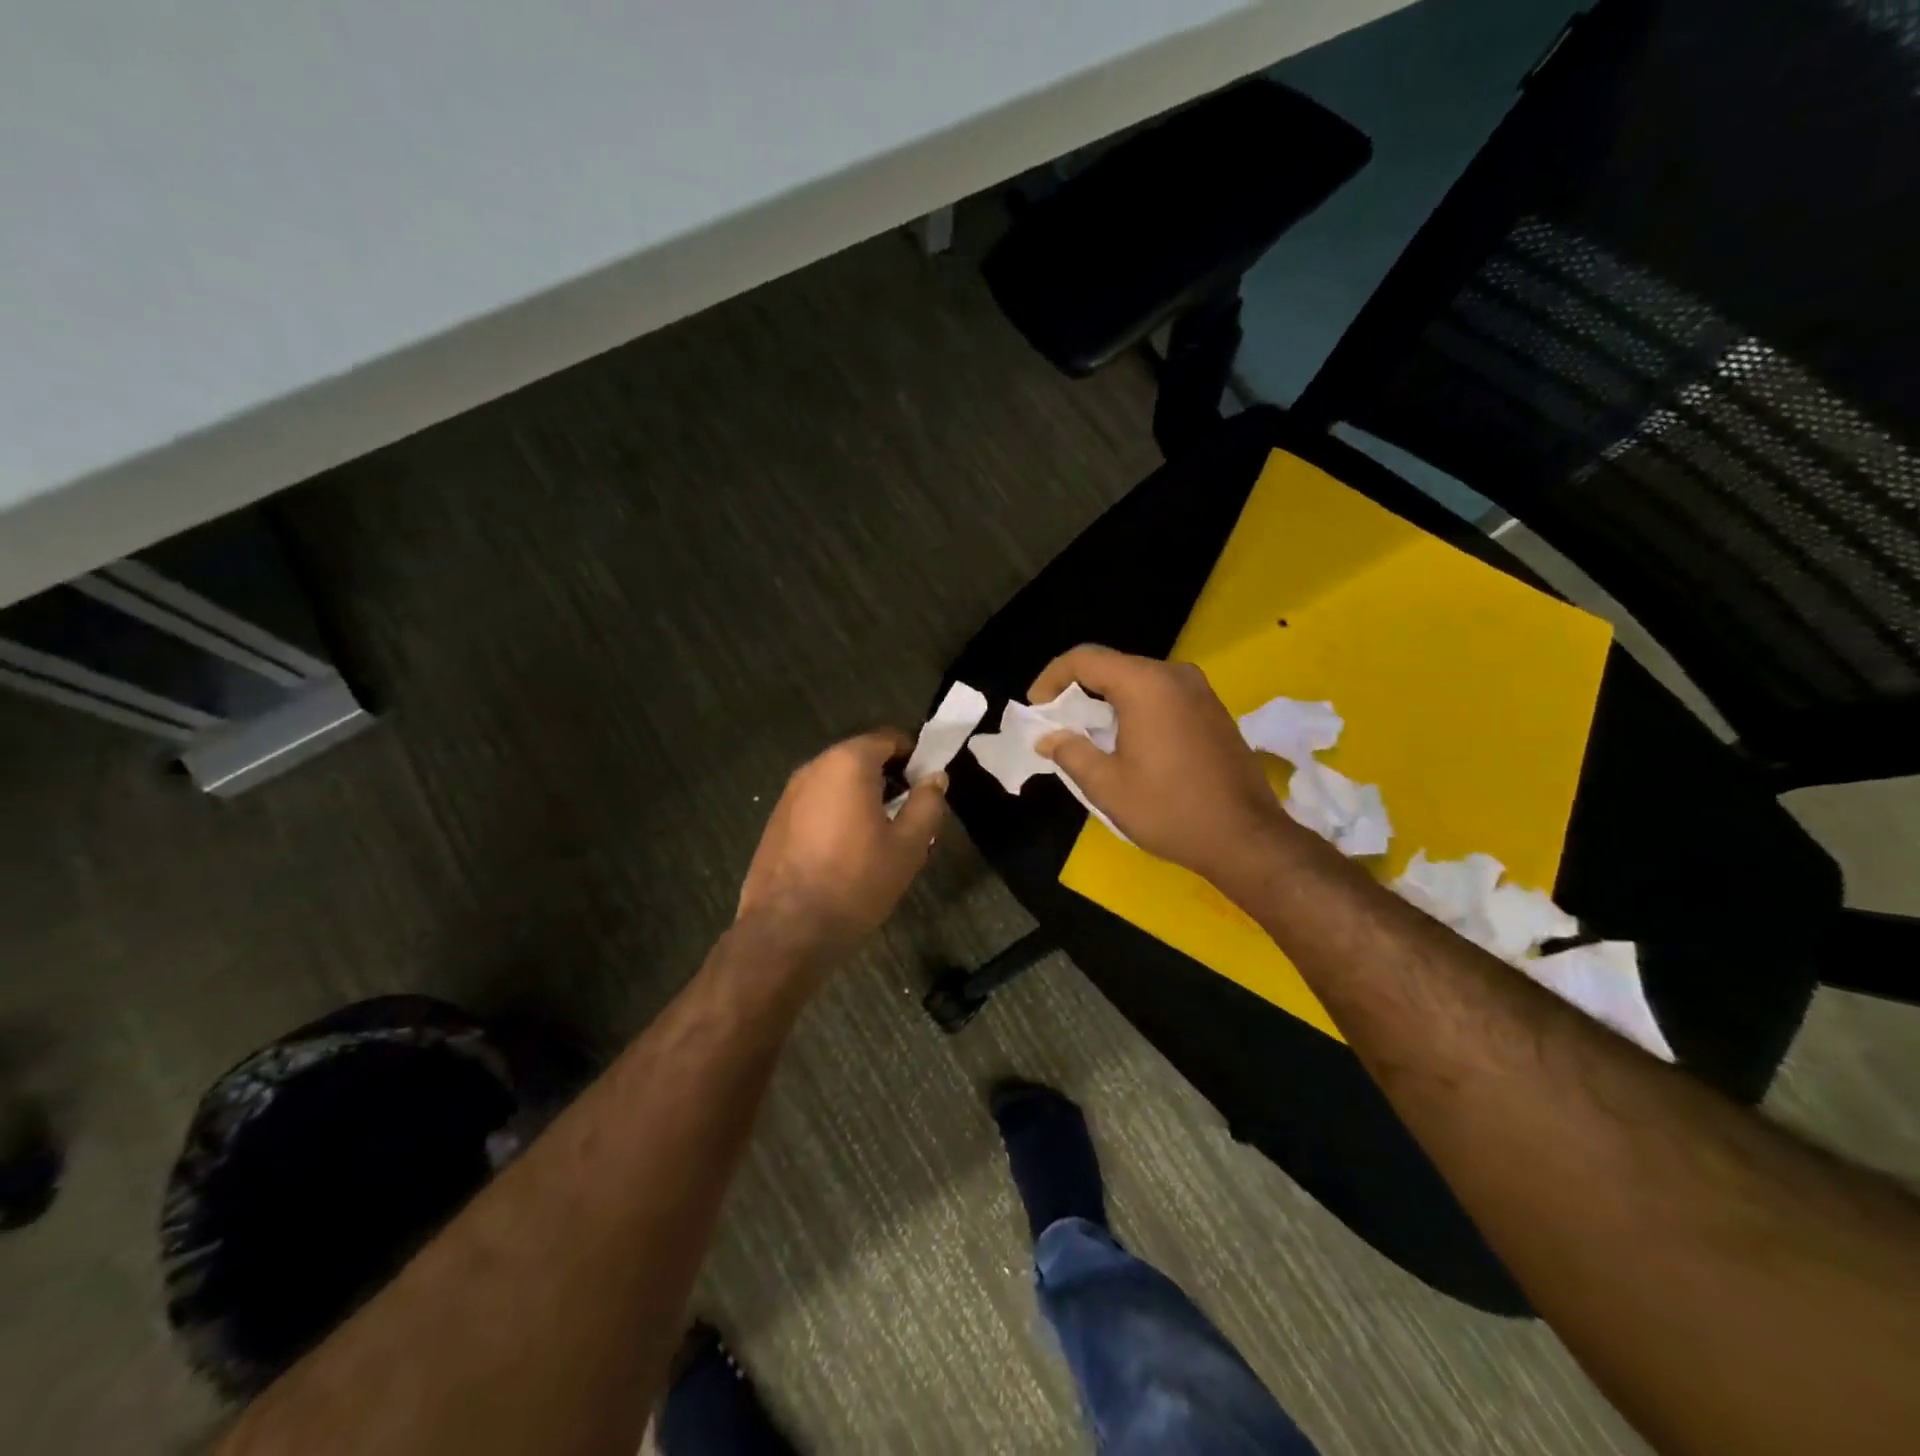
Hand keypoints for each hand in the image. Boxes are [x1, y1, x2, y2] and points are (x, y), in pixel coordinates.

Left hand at [737, 729, 946, 970]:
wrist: (787, 929)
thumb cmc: (856, 881)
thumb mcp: (908, 846)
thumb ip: (927, 804)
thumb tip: (935, 778)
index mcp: (848, 763)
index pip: (890, 739)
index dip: (915, 757)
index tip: (928, 786)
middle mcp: (814, 767)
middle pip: (861, 758)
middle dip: (888, 779)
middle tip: (908, 815)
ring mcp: (789, 794)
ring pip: (837, 783)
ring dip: (861, 798)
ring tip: (879, 838)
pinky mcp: (776, 820)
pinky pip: (816, 804)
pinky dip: (836, 814)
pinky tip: (846, 852)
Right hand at [1031, 645, 1284, 885]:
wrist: (1245, 837)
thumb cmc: (1169, 810)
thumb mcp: (1107, 786)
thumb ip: (1070, 752)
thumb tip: (1048, 738)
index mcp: (1146, 684)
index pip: (1084, 659)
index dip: (1051, 678)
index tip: (1036, 709)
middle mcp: (1175, 675)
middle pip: (1112, 666)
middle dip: (1077, 690)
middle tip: (1057, 724)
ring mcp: (1200, 690)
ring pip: (1138, 679)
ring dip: (1106, 700)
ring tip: (1087, 736)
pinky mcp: (1212, 709)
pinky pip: (1162, 694)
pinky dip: (1134, 708)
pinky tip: (1126, 741)